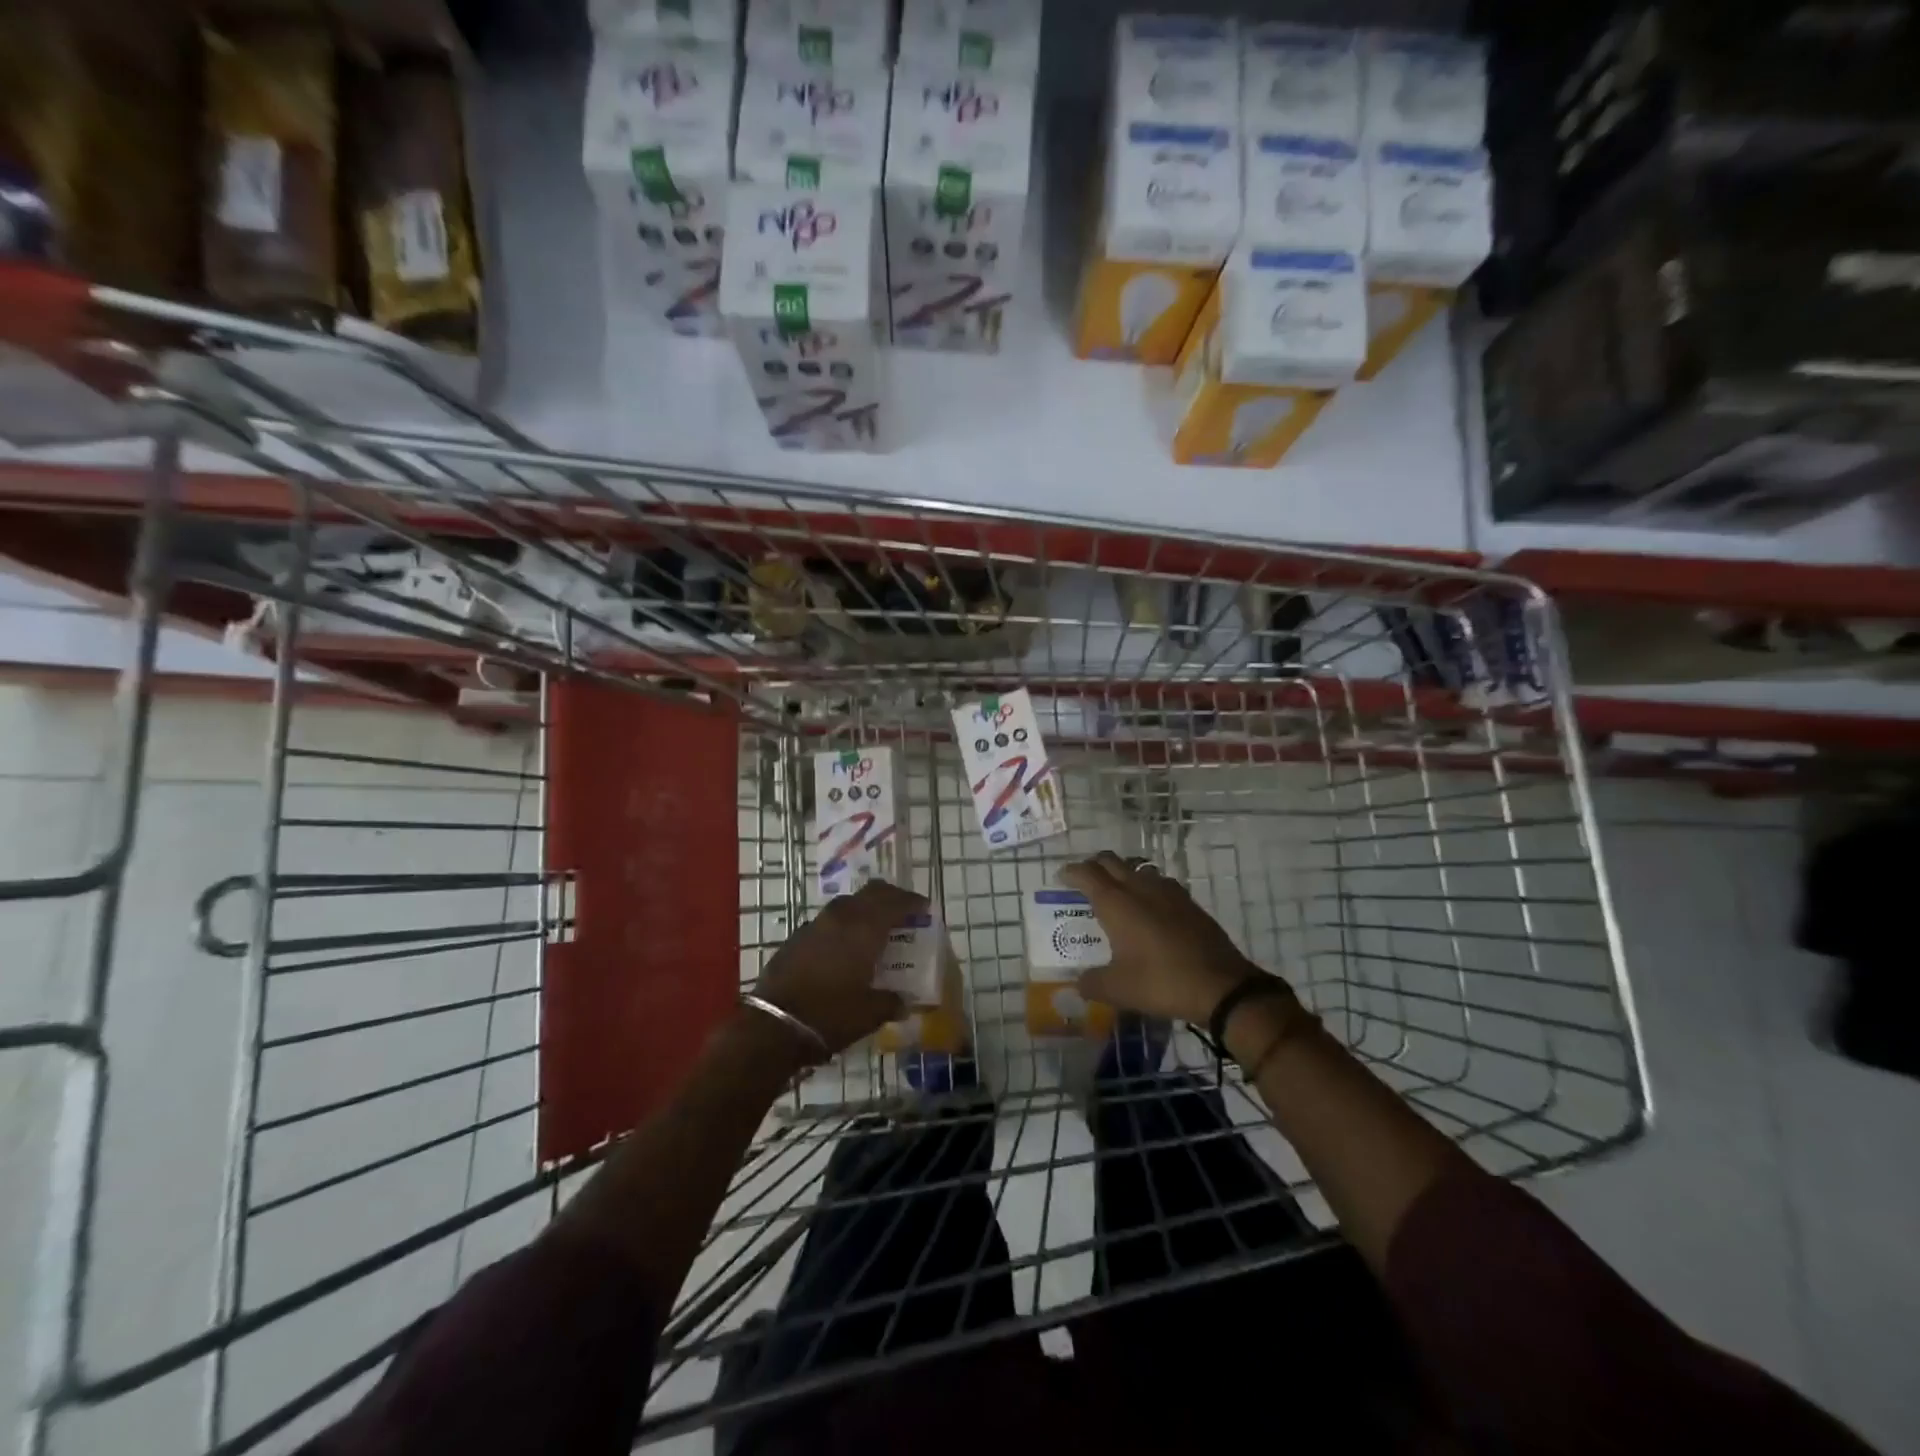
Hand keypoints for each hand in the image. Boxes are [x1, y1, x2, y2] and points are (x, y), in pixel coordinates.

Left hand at [753, 881, 922, 1057]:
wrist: (773, 1025)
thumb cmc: (830, 1015)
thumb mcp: (870, 1014)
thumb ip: (892, 1002)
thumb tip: (904, 1002)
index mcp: (864, 929)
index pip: (894, 902)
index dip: (912, 902)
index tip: (924, 908)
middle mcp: (841, 917)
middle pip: (871, 893)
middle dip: (890, 897)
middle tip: (903, 911)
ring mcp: (815, 924)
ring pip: (847, 903)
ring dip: (865, 908)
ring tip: (875, 927)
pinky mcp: (797, 937)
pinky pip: (828, 920)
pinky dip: (844, 924)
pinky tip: (845, 946)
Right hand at [1060, 851, 1282, 1025]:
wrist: (1221, 986)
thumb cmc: (1161, 982)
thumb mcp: (1117, 989)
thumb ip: (1091, 983)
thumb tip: (1078, 984)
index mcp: (1116, 902)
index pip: (1086, 873)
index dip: (1071, 872)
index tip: (1061, 878)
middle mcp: (1139, 887)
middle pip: (1111, 861)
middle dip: (1094, 866)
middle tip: (1084, 882)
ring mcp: (1168, 891)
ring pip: (1137, 868)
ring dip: (1122, 872)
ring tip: (1116, 892)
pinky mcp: (1189, 902)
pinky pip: (1159, 882)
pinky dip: (1146, 886)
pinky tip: (1149, 907)